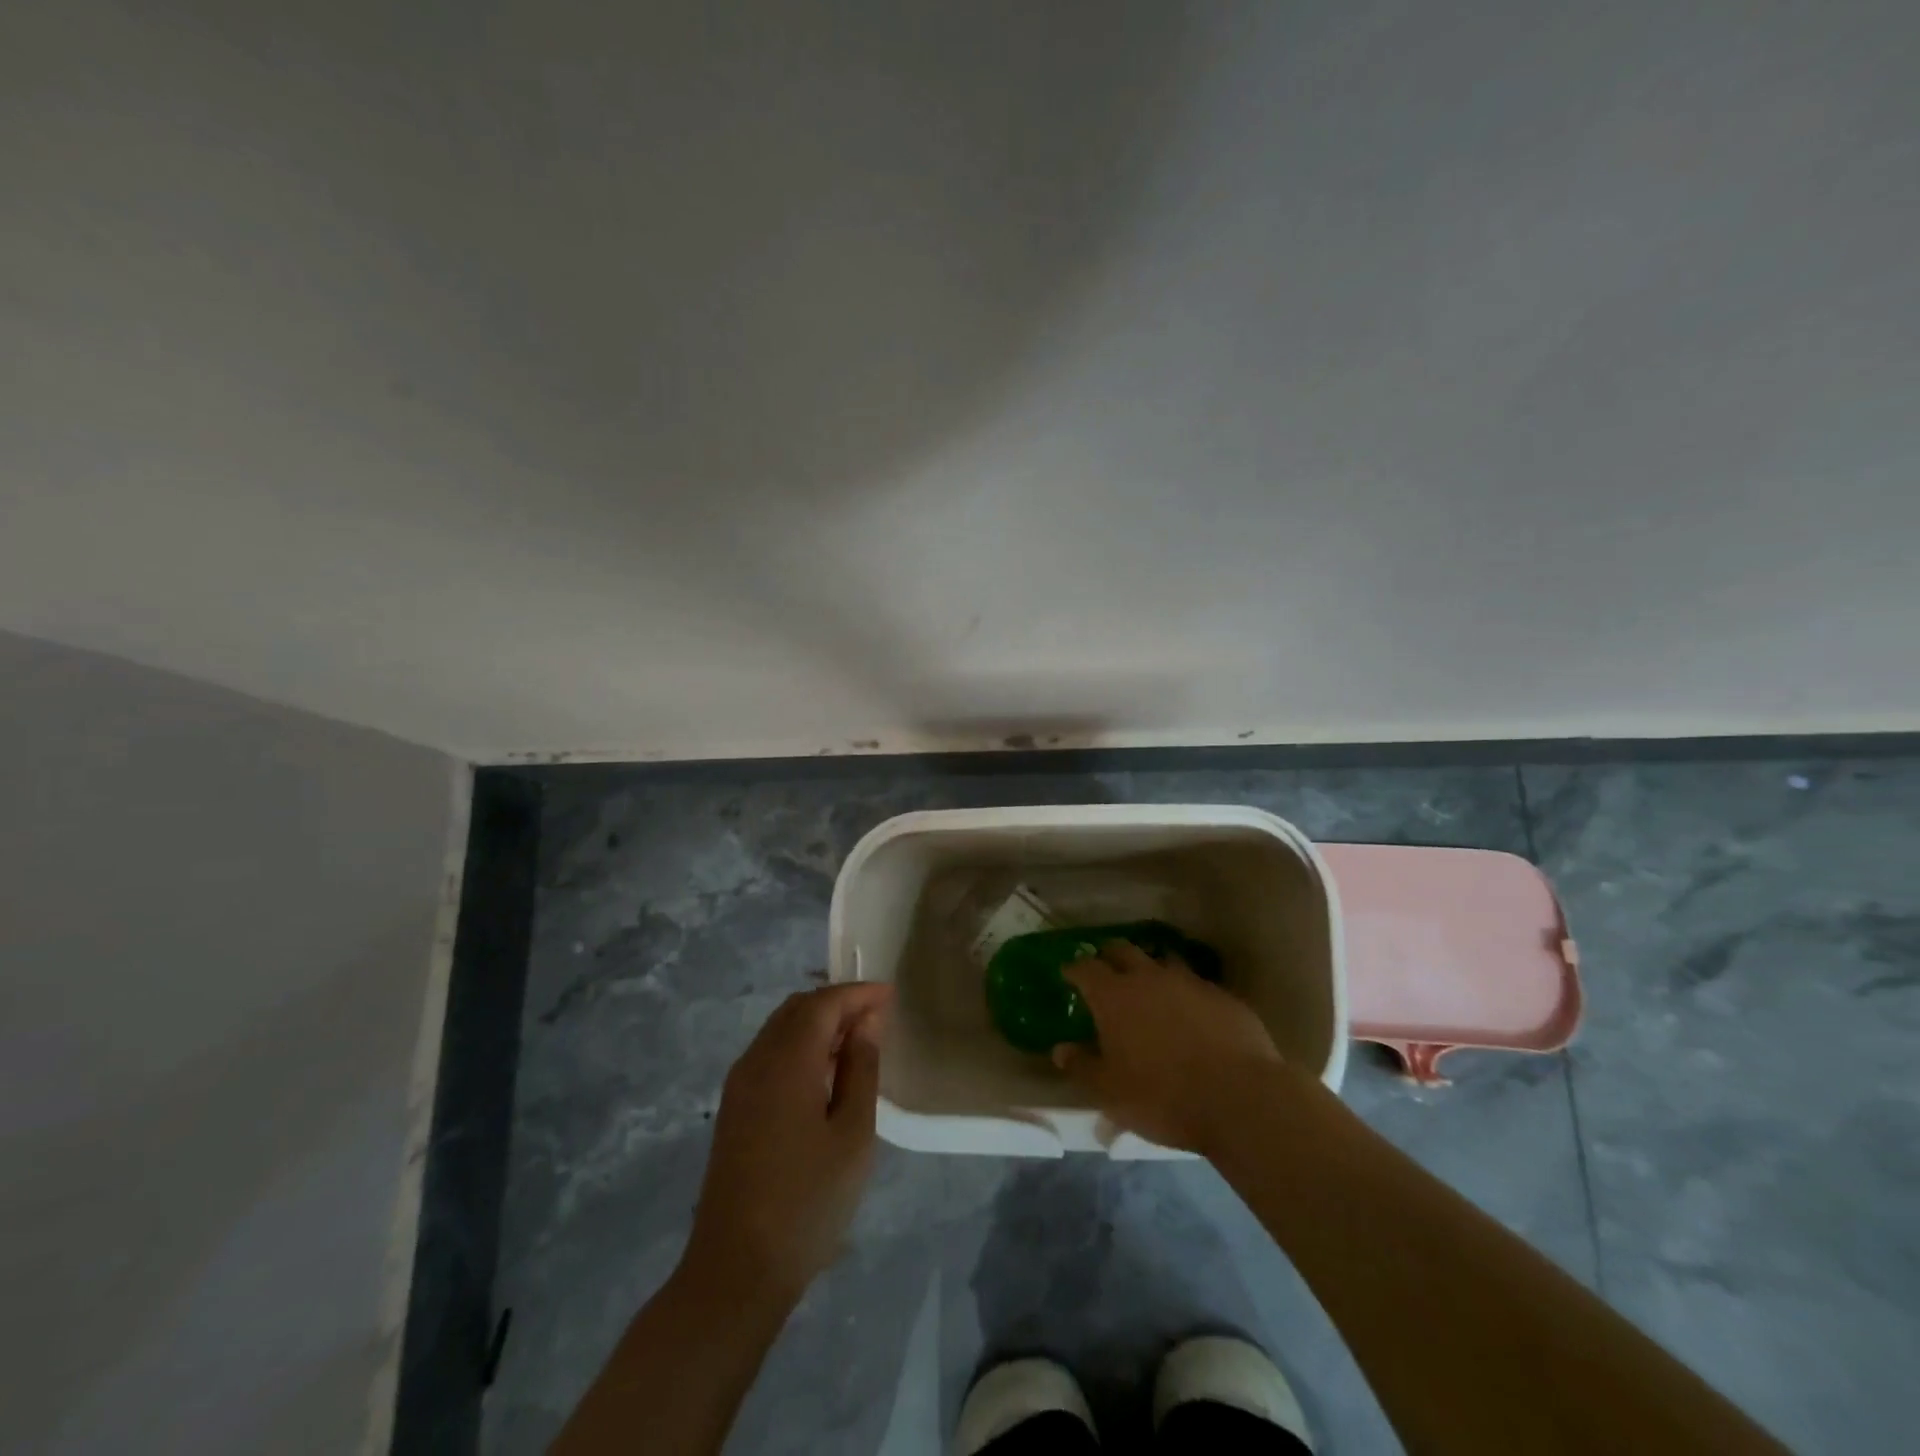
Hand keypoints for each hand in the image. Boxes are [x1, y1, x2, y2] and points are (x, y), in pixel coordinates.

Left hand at [683, 982, 890, 1303]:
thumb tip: (867, 1022)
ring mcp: (739, 1085)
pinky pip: (770, 1054)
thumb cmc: (808, 1201)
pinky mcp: (734, 1109)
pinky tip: (824, 1072)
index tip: (891, 995)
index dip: (857, 993)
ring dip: (818, 1023)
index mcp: (786, 1061)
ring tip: (857, 1041)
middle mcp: (756, 1060)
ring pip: (780, 1029)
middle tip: (876, 1016)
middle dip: (837, 1003)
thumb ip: (861, 1069)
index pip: (823, 1003)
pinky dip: (800, 1046)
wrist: (735, 1270)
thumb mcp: (852, 1134)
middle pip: (797, 1009)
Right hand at [1054, 940, 1280, 1152]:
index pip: (1085, 968)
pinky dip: (1185, 993)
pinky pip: (1196, 985)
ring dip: (1151, 968)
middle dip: (1110, 955)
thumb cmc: (1163, 1097)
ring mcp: (1190, 983)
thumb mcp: (1110, 1092)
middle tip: (1105, 968)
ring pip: (1163, 961)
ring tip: (1150, 985)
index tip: (1068, 973)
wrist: (1240, 1099)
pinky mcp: (1223, 996)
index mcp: (1114, 996)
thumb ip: (1082, 1067)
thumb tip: (1061, 1049)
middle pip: (1124, 950)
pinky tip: (1191, 1013)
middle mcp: (1149, 978)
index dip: (1074, 969)